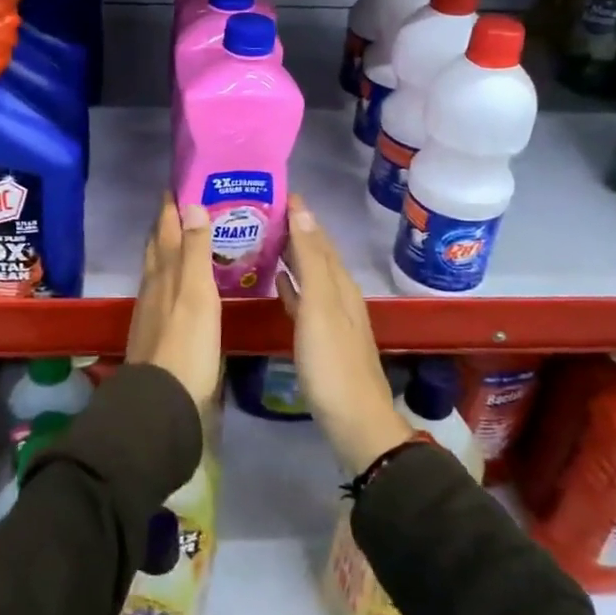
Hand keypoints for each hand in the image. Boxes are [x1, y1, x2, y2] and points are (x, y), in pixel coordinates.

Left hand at [124, 195, 223, 417]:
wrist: (162, 399)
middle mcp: (153, 285)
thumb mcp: (197, 293)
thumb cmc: (187, 344)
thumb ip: (195, 250)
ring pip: (156, 269)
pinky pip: (161, 291)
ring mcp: (151, 310)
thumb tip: (191, 204)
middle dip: (166, 225)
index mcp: (165, 272)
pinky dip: (170, 276)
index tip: (176, 185)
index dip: (171, 207)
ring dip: (166, 249)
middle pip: (157, 247)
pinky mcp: (154, 331)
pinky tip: (178, 285)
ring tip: (181, 238)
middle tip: (181, 206)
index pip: (166, 229)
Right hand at [276, 196, 411, 473]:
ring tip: (264, 240)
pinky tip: (277, 282)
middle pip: (316, 254)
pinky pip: (303, 300)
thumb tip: (303, 211)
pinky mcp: (321, 339)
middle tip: (261, 213)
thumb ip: (310, 260)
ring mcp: (331, 318)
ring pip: (309, 275)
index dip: (301, 215)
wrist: (353, 421)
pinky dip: (291, 285)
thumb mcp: (320, 305)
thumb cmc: (331, 362)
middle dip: (294, 231)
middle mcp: (338, 294)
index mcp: (339, 283)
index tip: (277, 193)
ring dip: (291, 256)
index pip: (319, 237)